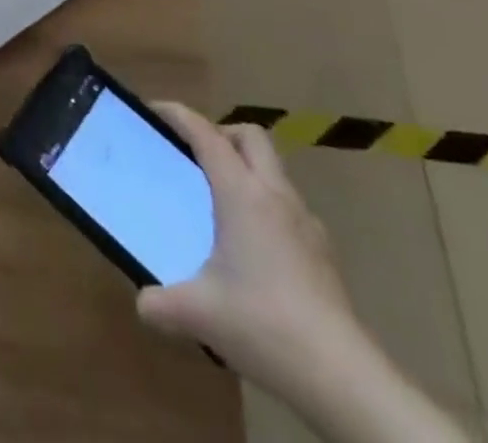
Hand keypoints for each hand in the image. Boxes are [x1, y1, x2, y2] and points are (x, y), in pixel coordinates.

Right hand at [136, 105, 363, 396]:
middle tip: (195, 156)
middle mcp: (275, 195)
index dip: (179, 115)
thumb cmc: (264, 324)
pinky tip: (256, 248)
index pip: (206, 135)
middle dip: (221, 133)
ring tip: (222, 204)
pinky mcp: (324, 252)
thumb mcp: (198, 315)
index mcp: (242, 193)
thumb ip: (161, 303)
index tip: (155, 110)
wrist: (343, 377)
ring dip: (247, 169)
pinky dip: (267, 206)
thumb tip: (143, 301)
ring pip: (274, 170)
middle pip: (250, 137)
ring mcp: (306, 222)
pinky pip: (289, 207)